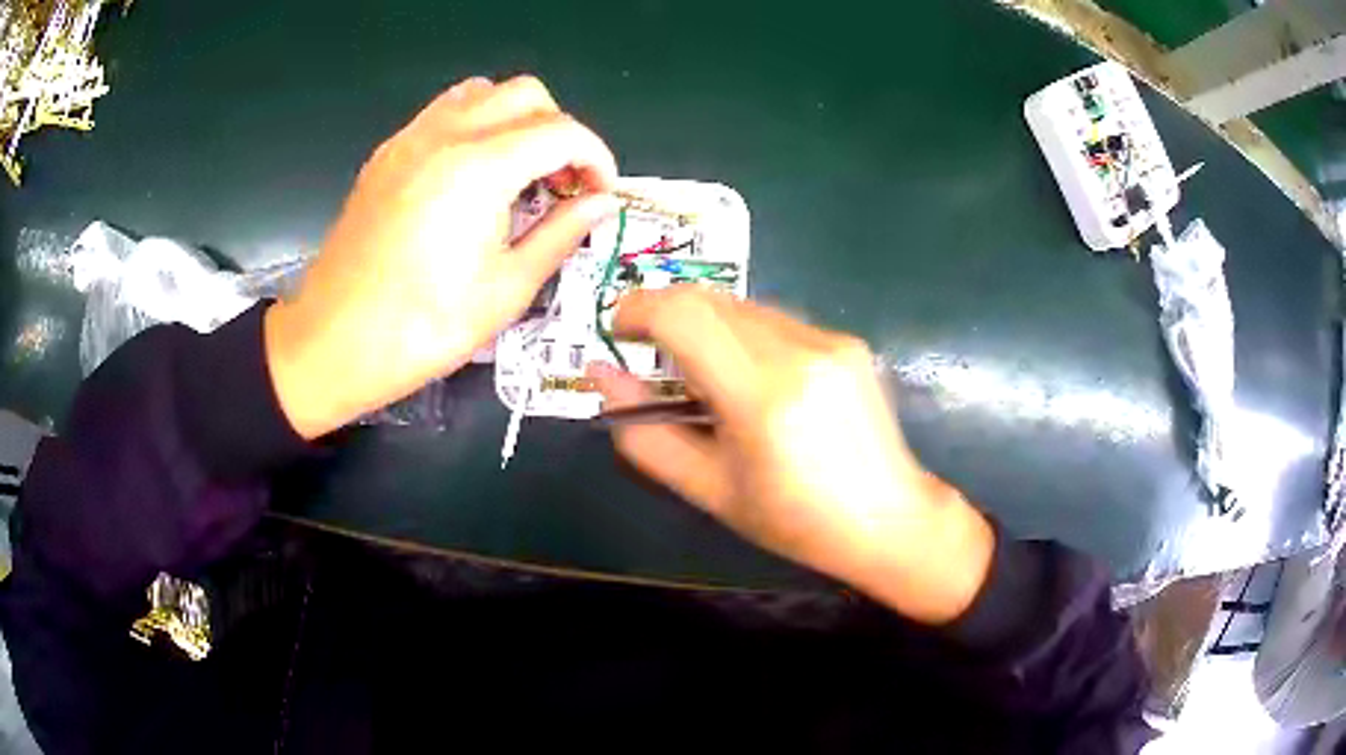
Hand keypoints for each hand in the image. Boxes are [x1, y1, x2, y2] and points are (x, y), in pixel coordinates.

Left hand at [265, 75, 619, 438]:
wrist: (332, 343)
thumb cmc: (421, 328)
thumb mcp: (506, 290)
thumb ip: (560, 234)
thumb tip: (599, 205)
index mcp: (480, 168)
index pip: (562, 132)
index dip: (596, 158)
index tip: (601, 193)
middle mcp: (446, 135)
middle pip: (526, 94)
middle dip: (559, 131)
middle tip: (562, 183)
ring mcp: (410, 139)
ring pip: (482, 93)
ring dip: (515, 120)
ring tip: (518, 172)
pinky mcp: (386, 154)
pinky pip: (442, 113)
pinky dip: (473, 126)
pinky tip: (471, 176)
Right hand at [590, 288, 994, 623]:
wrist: (887, 518)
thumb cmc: (793, 520)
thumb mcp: (708, 489)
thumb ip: (644, 435)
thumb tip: (601, 377)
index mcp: (761, 396)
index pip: (683, 315)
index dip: (637, 311)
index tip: (619, 333)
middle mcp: (799, 351)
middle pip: (708, 299)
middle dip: (664, 314)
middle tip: (650, 354)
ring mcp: (829, 340)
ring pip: (741, 305)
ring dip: (705, 326)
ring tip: (706, 377)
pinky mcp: (846, 340)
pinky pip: (775, 319)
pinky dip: (744, 335)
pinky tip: (755, 380)